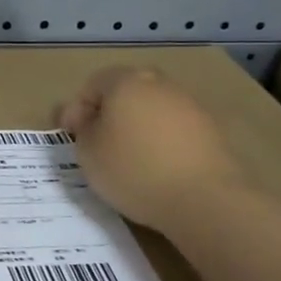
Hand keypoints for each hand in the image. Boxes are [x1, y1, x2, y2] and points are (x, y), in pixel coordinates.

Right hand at [56, 67, 245, 225]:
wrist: (203, 198)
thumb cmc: (133, 169)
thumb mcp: (87, 151)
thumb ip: (81, 127)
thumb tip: (86, 116)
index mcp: (126, 81)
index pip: (92, 85)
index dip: (76, 110)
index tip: (71, 137)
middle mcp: (159, 84)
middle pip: (125, 93)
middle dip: (108, 115)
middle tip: (97, 145)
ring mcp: (189, 105)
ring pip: (151, 110)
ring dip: (136, 128)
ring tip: (128, 160)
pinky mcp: (210, 130)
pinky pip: (173, 130)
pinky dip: (160, 142)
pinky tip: (155, 168)